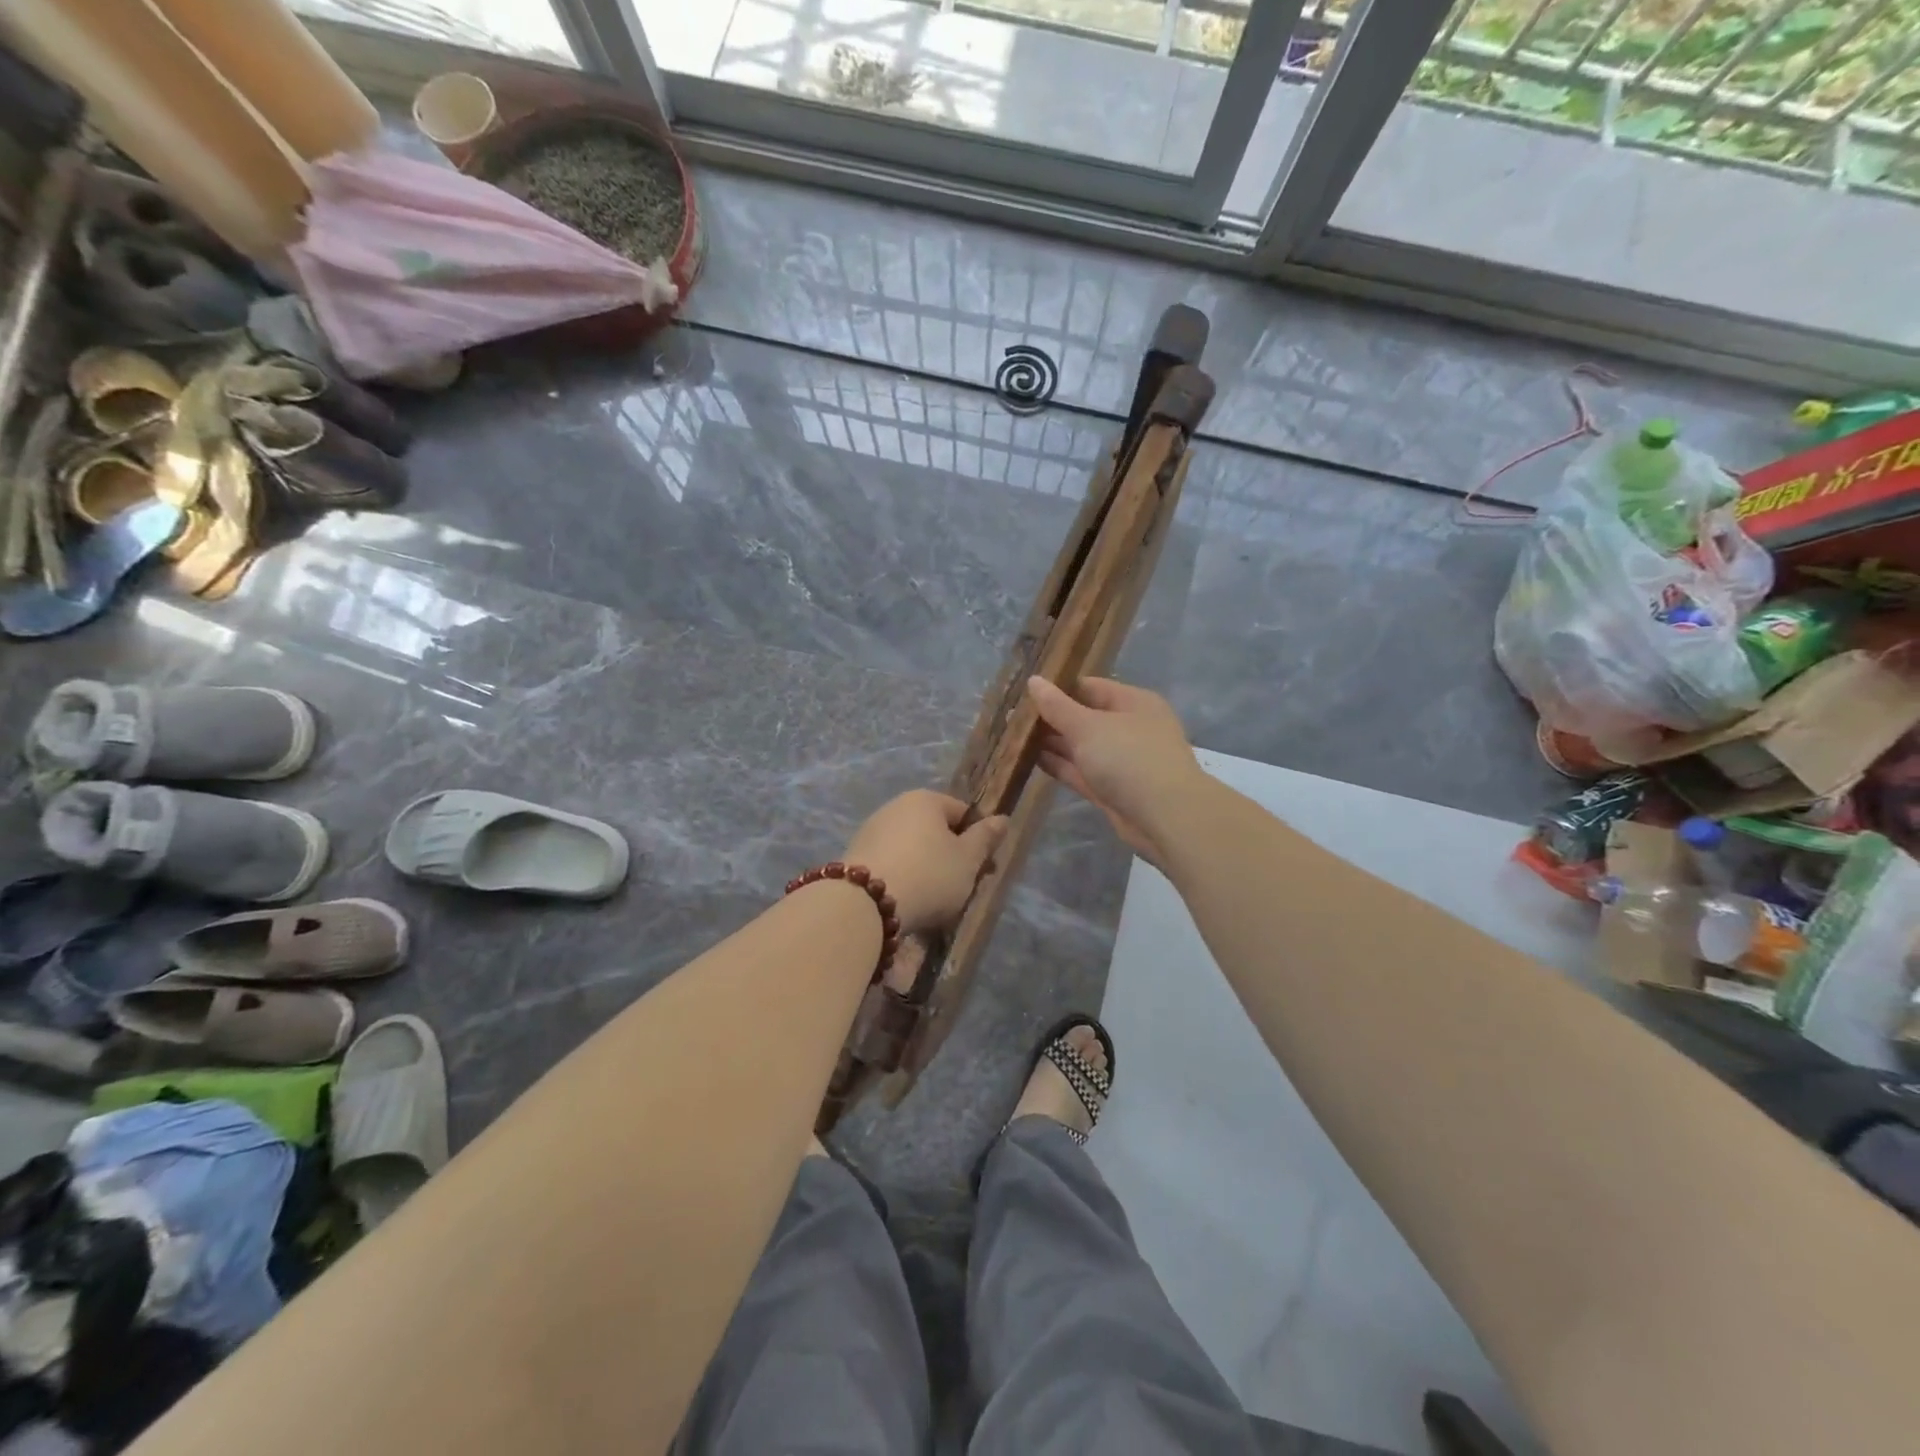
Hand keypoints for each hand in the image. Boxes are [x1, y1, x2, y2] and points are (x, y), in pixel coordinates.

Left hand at [844, 790, 1008, 933]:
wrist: (865, 904)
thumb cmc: (928, 875)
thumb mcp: (967, 860)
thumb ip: (985, 838)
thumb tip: (1001, 818)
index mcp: (925, 799)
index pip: (962, 813)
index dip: (977, 840)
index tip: (982, 870)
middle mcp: (895, 807)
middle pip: (935, 831)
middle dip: (950, 857)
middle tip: (960, 888)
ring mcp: (871, 830)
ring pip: (912, 849)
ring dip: (925, 870)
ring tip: (932, 902)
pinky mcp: (855, 856)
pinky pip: (891, 864)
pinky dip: (902, 879)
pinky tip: (906, 902)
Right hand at [1028, 676, 1201, 867]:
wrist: (1165, 817)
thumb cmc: (1129, 758)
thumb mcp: (1088, 726)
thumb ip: (1057, 706)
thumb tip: (1034, 681)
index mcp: (1132, 702)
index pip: (1089, 687)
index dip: (1057, 689)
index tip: (1023, 694)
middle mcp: (1129, 728)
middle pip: (1084, 717)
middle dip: (1051, 719)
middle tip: (1012, 719)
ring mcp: (1122, 761)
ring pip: (1081, 747)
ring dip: (1052, 744)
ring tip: (1014, 738)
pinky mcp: (1113, 790)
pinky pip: (1082, 772)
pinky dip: (1060, 766)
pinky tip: (1031, 761)